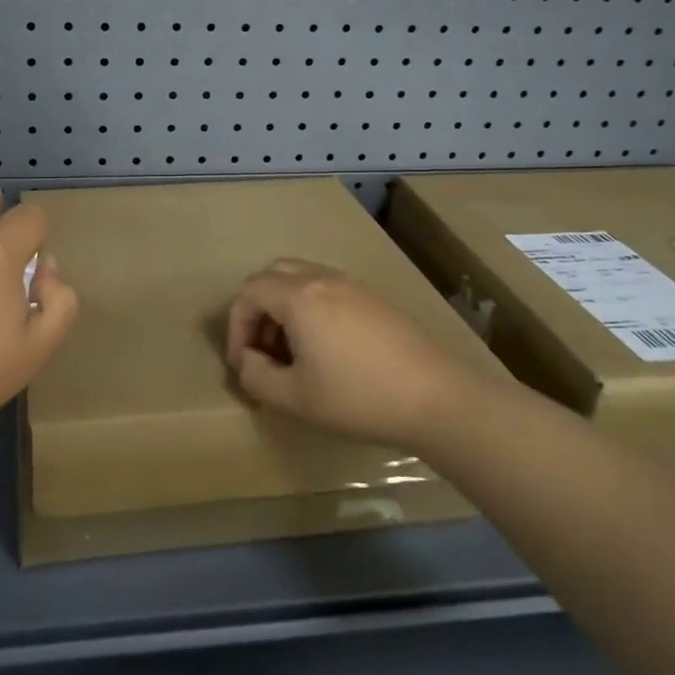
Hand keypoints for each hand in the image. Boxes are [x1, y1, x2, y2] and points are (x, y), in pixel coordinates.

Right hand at [226, 259, 492, 452]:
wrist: (437, 398)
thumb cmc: (358, 397)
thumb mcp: (295, 398)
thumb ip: (256, 377)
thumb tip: (247, 361)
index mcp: (299, 296)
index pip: (249, 293)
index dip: (236, 327)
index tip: (243, 364)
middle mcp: (323, 279)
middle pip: (273, 276)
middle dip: (258, 310)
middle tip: (263, 350)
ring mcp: (353, 285)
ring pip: (302, 279)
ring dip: (284, 308)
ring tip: (292, 352)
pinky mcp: (375, 298)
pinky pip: (328, 289)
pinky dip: (311, 308)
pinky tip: (326, 349)